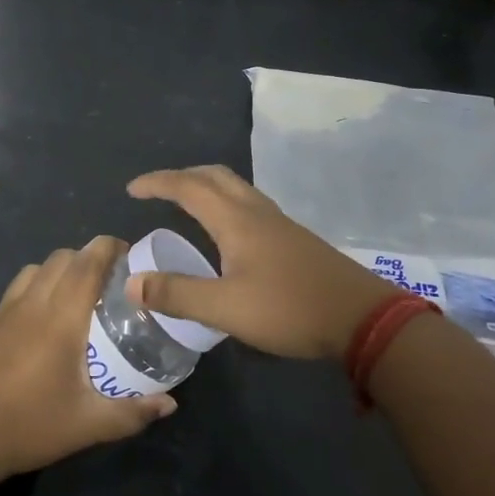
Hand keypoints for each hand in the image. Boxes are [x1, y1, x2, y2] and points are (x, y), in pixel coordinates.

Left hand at [0, 237, 176, 479]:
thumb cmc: (28, 426)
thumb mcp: (87, 425)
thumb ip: (132, 413)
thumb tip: (170, 404)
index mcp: (60, 318)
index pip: (87, 263)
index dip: (110, 248)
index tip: (131, 255)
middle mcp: (33, 303)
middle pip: (64, 257)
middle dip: (91, 257)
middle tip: (114, 280)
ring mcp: (6, 310)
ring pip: (39, 267)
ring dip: (64, 268)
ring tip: (82, 294)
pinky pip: (20, 285)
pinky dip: (40, 282)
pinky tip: (48, 315)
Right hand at [126, 166, 400, 360]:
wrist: (362, 319)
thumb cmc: (289, 309)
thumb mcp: (225, 308)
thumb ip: (177, 294)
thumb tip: (131, 283)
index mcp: (236, 220)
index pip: (189, 187)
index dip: (158, 183)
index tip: (132, 188)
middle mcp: (257, 212)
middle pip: (215, 176)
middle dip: (182, 176)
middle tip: (158, 190)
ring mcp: (280, 224)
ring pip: (236, 188)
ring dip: (206, 187)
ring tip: (187, 205)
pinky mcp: (295, 240)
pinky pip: (250, 205)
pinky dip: (226, 204)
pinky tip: (228, 233)